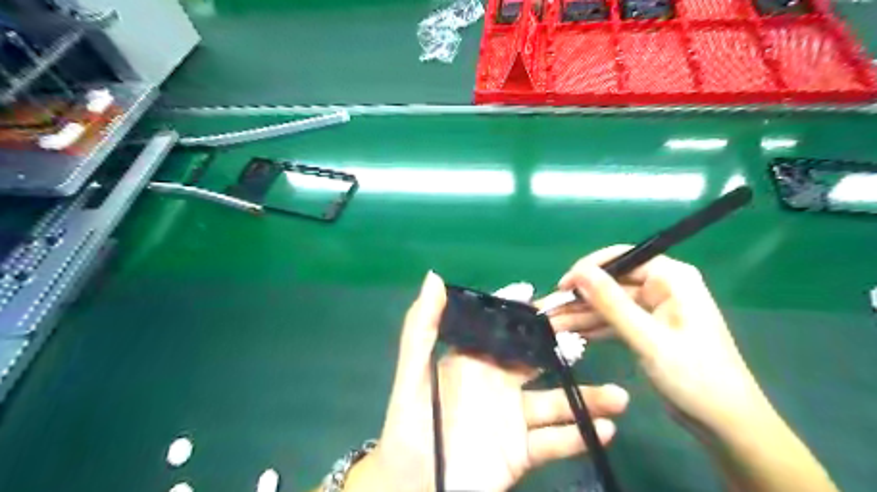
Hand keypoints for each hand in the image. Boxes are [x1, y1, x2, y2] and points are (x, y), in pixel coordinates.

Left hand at [345, 273, 627, 491]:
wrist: (412, 488)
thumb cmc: (409, 426)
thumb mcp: (413, 373)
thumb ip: (423, 327)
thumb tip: (435, 277)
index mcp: (473, 360)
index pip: (505, 331)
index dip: (526, 316)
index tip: (553, 300)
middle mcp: (497, 383)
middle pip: (538, 361)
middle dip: (565, 350)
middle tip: (595, 339)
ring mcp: (512, 418)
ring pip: (555, 403)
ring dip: (587, 398)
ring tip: (619, 397)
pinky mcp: (522, 452)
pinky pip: (555, 442)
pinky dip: (579, 436)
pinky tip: (603, 429)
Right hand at [555, 245, 768, 432]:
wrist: (724, 423)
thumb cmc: (694, 375)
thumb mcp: (648, 338)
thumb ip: (611, 303)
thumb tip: (580, 272)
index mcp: (671, 278)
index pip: (622, 259)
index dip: (588, 269)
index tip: (562, 286)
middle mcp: (661, 288)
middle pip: (610, 284)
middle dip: (578, 298)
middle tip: (546, 311)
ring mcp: (652, 309)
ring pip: (608, 304)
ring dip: (580, 315)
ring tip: (549, 324)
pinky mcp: (646, 329)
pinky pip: (613, 321)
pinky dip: (593, 328)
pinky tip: (568, 334)